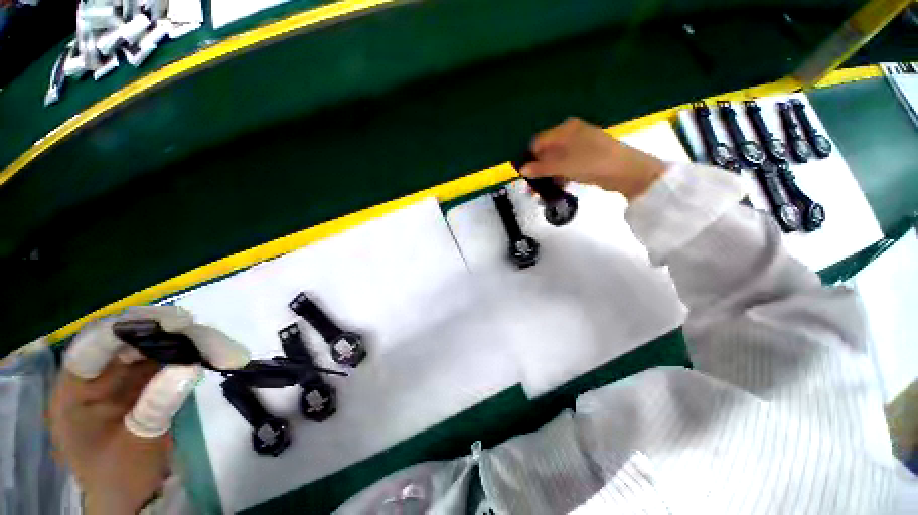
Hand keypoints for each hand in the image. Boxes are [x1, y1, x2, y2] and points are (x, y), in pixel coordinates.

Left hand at [49, 306, 248, 513]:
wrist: (133, 495)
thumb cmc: (122, 476)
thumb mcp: (136, 445)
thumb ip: (156, 406)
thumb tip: (188, 366)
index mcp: (75, 388)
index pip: (94, 345)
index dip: (129, 329)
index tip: (174, 323)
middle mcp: (97, 373)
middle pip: (131, 337)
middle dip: (172, 333)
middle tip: (209, 338)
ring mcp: (122, 374)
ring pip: (156, 343)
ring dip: (190, 342)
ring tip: (225, 350)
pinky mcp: (145, 378)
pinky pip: (169, 356)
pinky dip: (193, 353)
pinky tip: (216, 355)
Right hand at [520, 118, 667, 199]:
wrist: (625, 171)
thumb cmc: (591, 162)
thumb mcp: (562, 165)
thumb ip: (540, 168)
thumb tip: (522, 170)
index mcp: (565, 129)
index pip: (538, 142)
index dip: (530, 158)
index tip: (525, 175)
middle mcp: (571, 135)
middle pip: (547, 152)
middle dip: (537, 171)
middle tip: (531, 188)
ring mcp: (580, 147)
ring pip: (556, 162)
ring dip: (547, 177)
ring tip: (541, 194)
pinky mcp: (586, 159)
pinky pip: (567, 167)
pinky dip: (560, 177)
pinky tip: (556, 189)